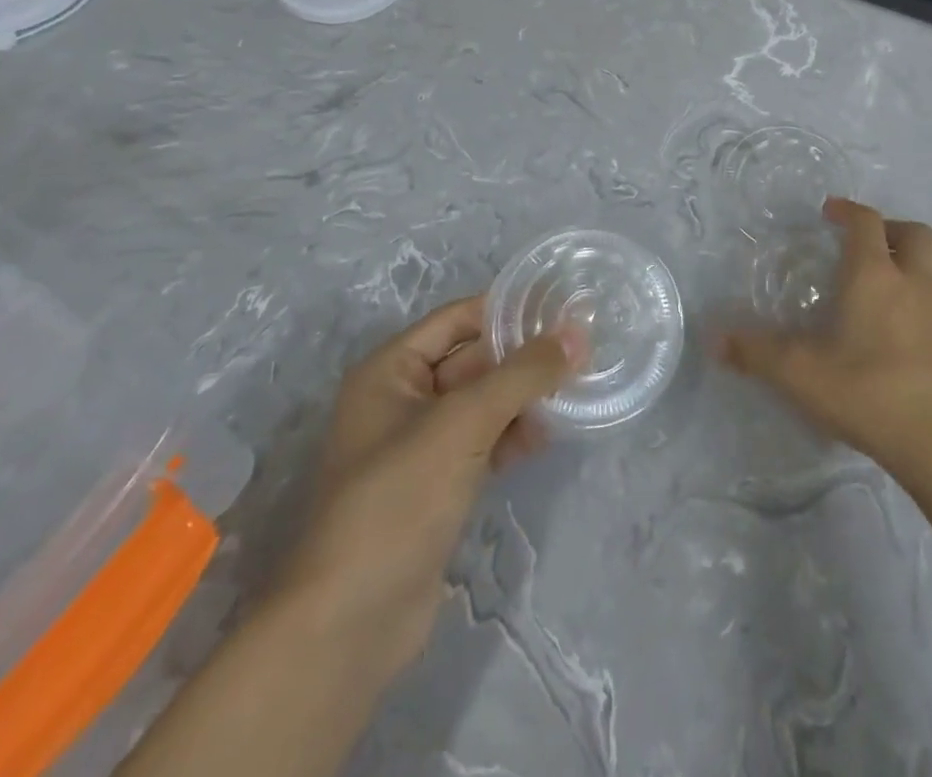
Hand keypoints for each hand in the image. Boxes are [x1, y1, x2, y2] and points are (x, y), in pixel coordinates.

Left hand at [275, 294, 582, 680]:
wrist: (350, 625)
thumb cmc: (397, 500)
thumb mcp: (463, 423)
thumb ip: (522, 374)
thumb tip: (577, 334)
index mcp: (390, 371)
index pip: (457, 319)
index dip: (507, 309)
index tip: (562, 305)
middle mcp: (401, 401)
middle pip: (473, 360)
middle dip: (523, 356)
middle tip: (582, 348)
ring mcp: (419, 447)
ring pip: (483, 403)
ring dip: (523, 397)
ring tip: (575, 391)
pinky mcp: (437, 486)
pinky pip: (483, 442)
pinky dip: (513, 435)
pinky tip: (547, 437)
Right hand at [714, 198, 931, 495]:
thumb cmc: (869, 396)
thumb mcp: (801, 376)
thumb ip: (756, 353)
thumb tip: (714, 339)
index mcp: (874, 277)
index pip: (866, 222)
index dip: (848, 210)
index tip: (830, 212)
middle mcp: (915, 282)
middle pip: (915, 232)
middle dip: (890, 228)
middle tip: (867, 243)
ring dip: (922, 256)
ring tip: (900, 273)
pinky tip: (919, 321)